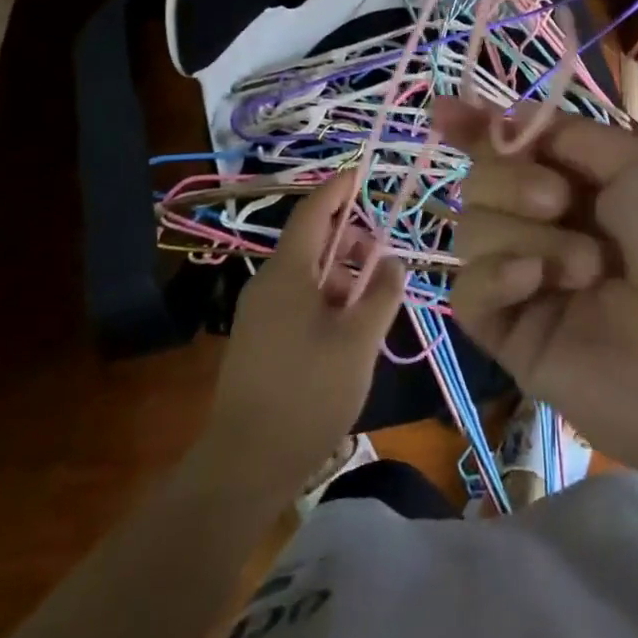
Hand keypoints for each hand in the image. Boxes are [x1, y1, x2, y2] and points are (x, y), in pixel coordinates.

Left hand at [201, 176, 406, 497]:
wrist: (245, 465)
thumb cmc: (308, 393)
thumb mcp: (359, 340)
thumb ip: (381, 293)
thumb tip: (391, 261)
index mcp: (287, 273)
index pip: (313, 212)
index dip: (339, 189)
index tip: (363, 173)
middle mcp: (267, 283)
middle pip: (311, 242)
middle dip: (349, 240)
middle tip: (382, 260)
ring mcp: (259, 313)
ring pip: (306, 274)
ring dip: (341, 274)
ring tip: (371, 302)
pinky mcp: (259, 339)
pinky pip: (296, 299)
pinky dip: (326, 298)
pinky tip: (348, 329)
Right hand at [439, 97, 637, 506]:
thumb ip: (569, 136)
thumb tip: (507, 114)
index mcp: (591, 185)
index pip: (517, 148)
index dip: (479, 127)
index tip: (444, 112)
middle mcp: (556, 227)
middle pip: (484, 182)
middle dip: (511, 178)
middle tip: (557, 199)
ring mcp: (536, 284)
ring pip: (473, 229)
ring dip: (521, 230)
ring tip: (585, 265)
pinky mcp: (519, 340)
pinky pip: (470, 293)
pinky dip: (496, 275)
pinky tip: (536, 280)